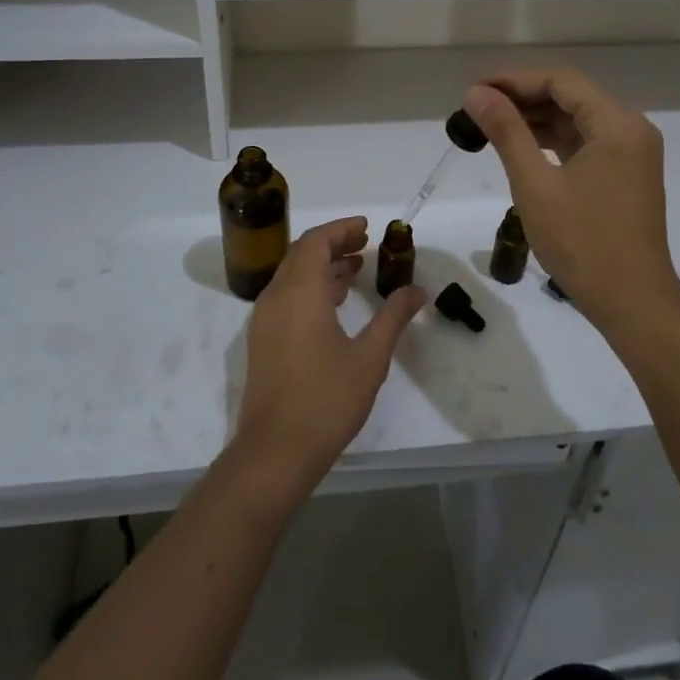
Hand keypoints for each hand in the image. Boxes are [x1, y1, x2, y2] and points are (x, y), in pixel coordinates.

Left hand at [233, 216, 427, 489]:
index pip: (316, 242)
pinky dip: (310, 287)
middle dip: (333, 243)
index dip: (341, 229)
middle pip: (301, 253)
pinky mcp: (262, 340)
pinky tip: (334, 302)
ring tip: (354, 269)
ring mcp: (264, 320)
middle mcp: (276, 297)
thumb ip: (393, 318)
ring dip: (321, 265)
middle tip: (364, 244)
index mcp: (300, 293)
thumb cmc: (326, 400)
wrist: (275, 452)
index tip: (367, 228)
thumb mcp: (369, 358)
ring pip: (292, 275)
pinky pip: (286, 296)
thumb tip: (416, 291)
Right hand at [463, 69, 679, 344]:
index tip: (474, 90)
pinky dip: (552, 141)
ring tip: (489, 126)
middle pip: (570, 96)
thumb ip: (506, 132)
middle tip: (475, 108)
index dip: (514, 79)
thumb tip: (476, 93)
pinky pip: (585, 143)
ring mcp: (631, 153)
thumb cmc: (582, 243)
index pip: (561, 81)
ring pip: (576, 120)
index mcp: (617, 124)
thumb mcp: (535, 184)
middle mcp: (630, 129)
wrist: (633, 303)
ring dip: (535, 119)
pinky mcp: (625, 174)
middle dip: (522, 98)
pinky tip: (520, 147)